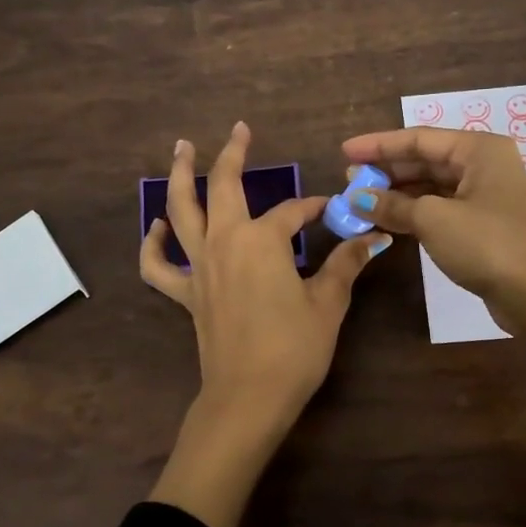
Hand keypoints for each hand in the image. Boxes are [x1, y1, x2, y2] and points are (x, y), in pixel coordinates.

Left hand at [141, 122, 386, 526]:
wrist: (248, 397)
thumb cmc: (294, 348)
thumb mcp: (328, 303)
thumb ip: (346, 264)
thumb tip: (373, 237)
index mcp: (261, 240)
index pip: (292, 212)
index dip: (314, 208)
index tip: (332, 210)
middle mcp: (224, 242)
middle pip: (223, 186)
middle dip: (232, 154)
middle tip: (239, 129)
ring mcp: (199, 267)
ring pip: (181, 211)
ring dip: (179, 177)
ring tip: (180, 149)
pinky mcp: (186, 293)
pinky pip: (159, 265)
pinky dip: (152, 244)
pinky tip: (156, 226)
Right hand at [341, 126, 525, 321]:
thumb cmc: (486, 244)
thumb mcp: (433, 219)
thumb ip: (392, 204)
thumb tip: (357, 198)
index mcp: (479, 150)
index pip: (419, 138)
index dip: (379, 145)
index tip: (345, 152)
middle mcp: (485, 165)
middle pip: (426, 160)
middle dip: (386, 171)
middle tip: (349, 181)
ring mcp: (486, 196)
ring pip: (432, 186)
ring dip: (397, 194)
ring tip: (361, 202)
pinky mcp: (484, 225)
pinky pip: (440, 208)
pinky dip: (413, 212)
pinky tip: (387, 220)